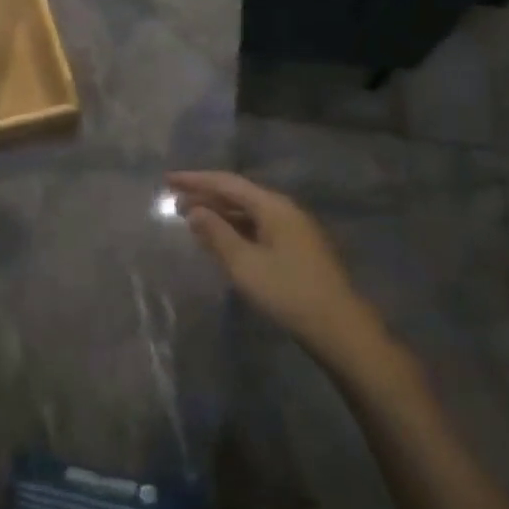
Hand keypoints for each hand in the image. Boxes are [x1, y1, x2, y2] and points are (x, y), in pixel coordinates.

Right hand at [168, 171, 385, 368]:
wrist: (340, 329)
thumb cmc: (288, 292)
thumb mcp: (244, 264)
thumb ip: (216, 233)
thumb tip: (194, 210)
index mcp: (273, 206)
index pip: (227, 182)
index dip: (195, 180)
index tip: (168, 179)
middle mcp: (285, 210)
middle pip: (239, 194)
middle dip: (206, 196)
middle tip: (174, 201)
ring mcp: (295, 230)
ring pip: (249, 212)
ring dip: (220, 213)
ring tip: (192, 220)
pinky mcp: (298, 250)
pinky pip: (259, 227)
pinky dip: (235, 228)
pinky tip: (222, 240)